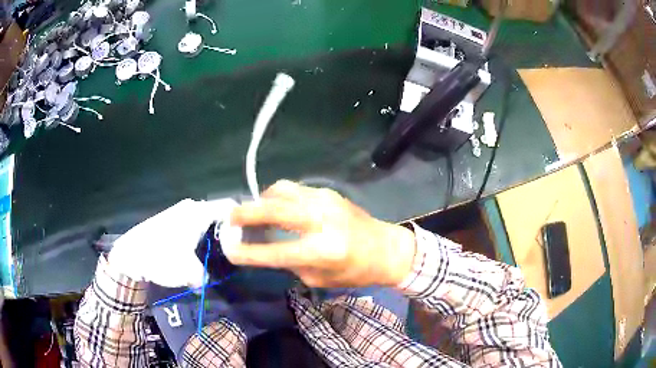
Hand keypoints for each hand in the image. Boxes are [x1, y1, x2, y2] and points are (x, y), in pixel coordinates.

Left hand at [108, 198, 238, 287]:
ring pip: (207, 220)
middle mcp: (191, 207)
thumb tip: (215, 280)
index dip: (244, 220)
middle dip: (229, 232)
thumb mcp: (189, 273)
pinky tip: (199, 252)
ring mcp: (180, 212)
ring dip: (214, 236)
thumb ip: (208, 277)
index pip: (231, 207)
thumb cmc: (161, 258)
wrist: (130, 254)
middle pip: (220, 215)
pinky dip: (201, 236)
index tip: (253, 237)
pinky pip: (195, 224)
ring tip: (220, 255)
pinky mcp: (172, 219)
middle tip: (236, 251)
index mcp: (199, 213)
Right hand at [223, 180, 415, 287]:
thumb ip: (290, 262)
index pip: (275, 252)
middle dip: (246, 213)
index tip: (229, 250)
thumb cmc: (355, 271)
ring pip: (282, 190)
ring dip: (262, 200)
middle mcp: (322, 220)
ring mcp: (325, 200)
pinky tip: (277, 208)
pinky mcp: (328, 191)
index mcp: (323, 250)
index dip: (248, 252)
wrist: (385, 248)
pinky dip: (279, 197)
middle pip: (274, 209)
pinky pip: (294, 189)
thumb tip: (264, 246)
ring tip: (255, 212)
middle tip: (230, 218)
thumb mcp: (319, 278)